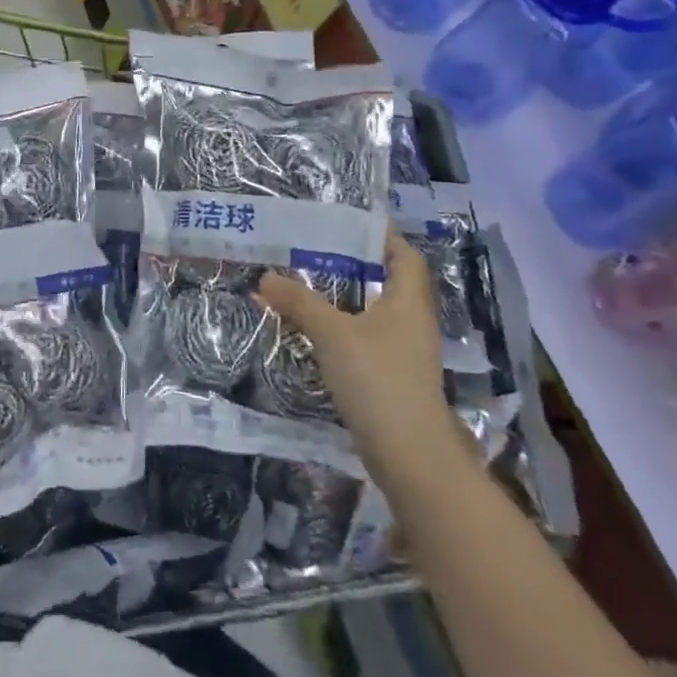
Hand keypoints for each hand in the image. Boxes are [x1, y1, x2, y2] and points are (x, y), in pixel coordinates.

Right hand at [259, 233, 466, 494]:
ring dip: (344, 297)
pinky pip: (365, 339)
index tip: (345, 220)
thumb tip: (264, 278)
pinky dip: (342, 327)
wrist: (410, 456)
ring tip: (305, 283)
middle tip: (312, 248)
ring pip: (374, 312)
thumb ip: (299, 302)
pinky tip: (313, 329)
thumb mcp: (332, 333)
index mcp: (408, 301)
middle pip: (386, 281)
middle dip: (353, 264)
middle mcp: (411, 322)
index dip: (381, 234)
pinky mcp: (391, 378)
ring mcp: (404, 352)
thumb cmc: (378, 380)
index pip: (403, 254)